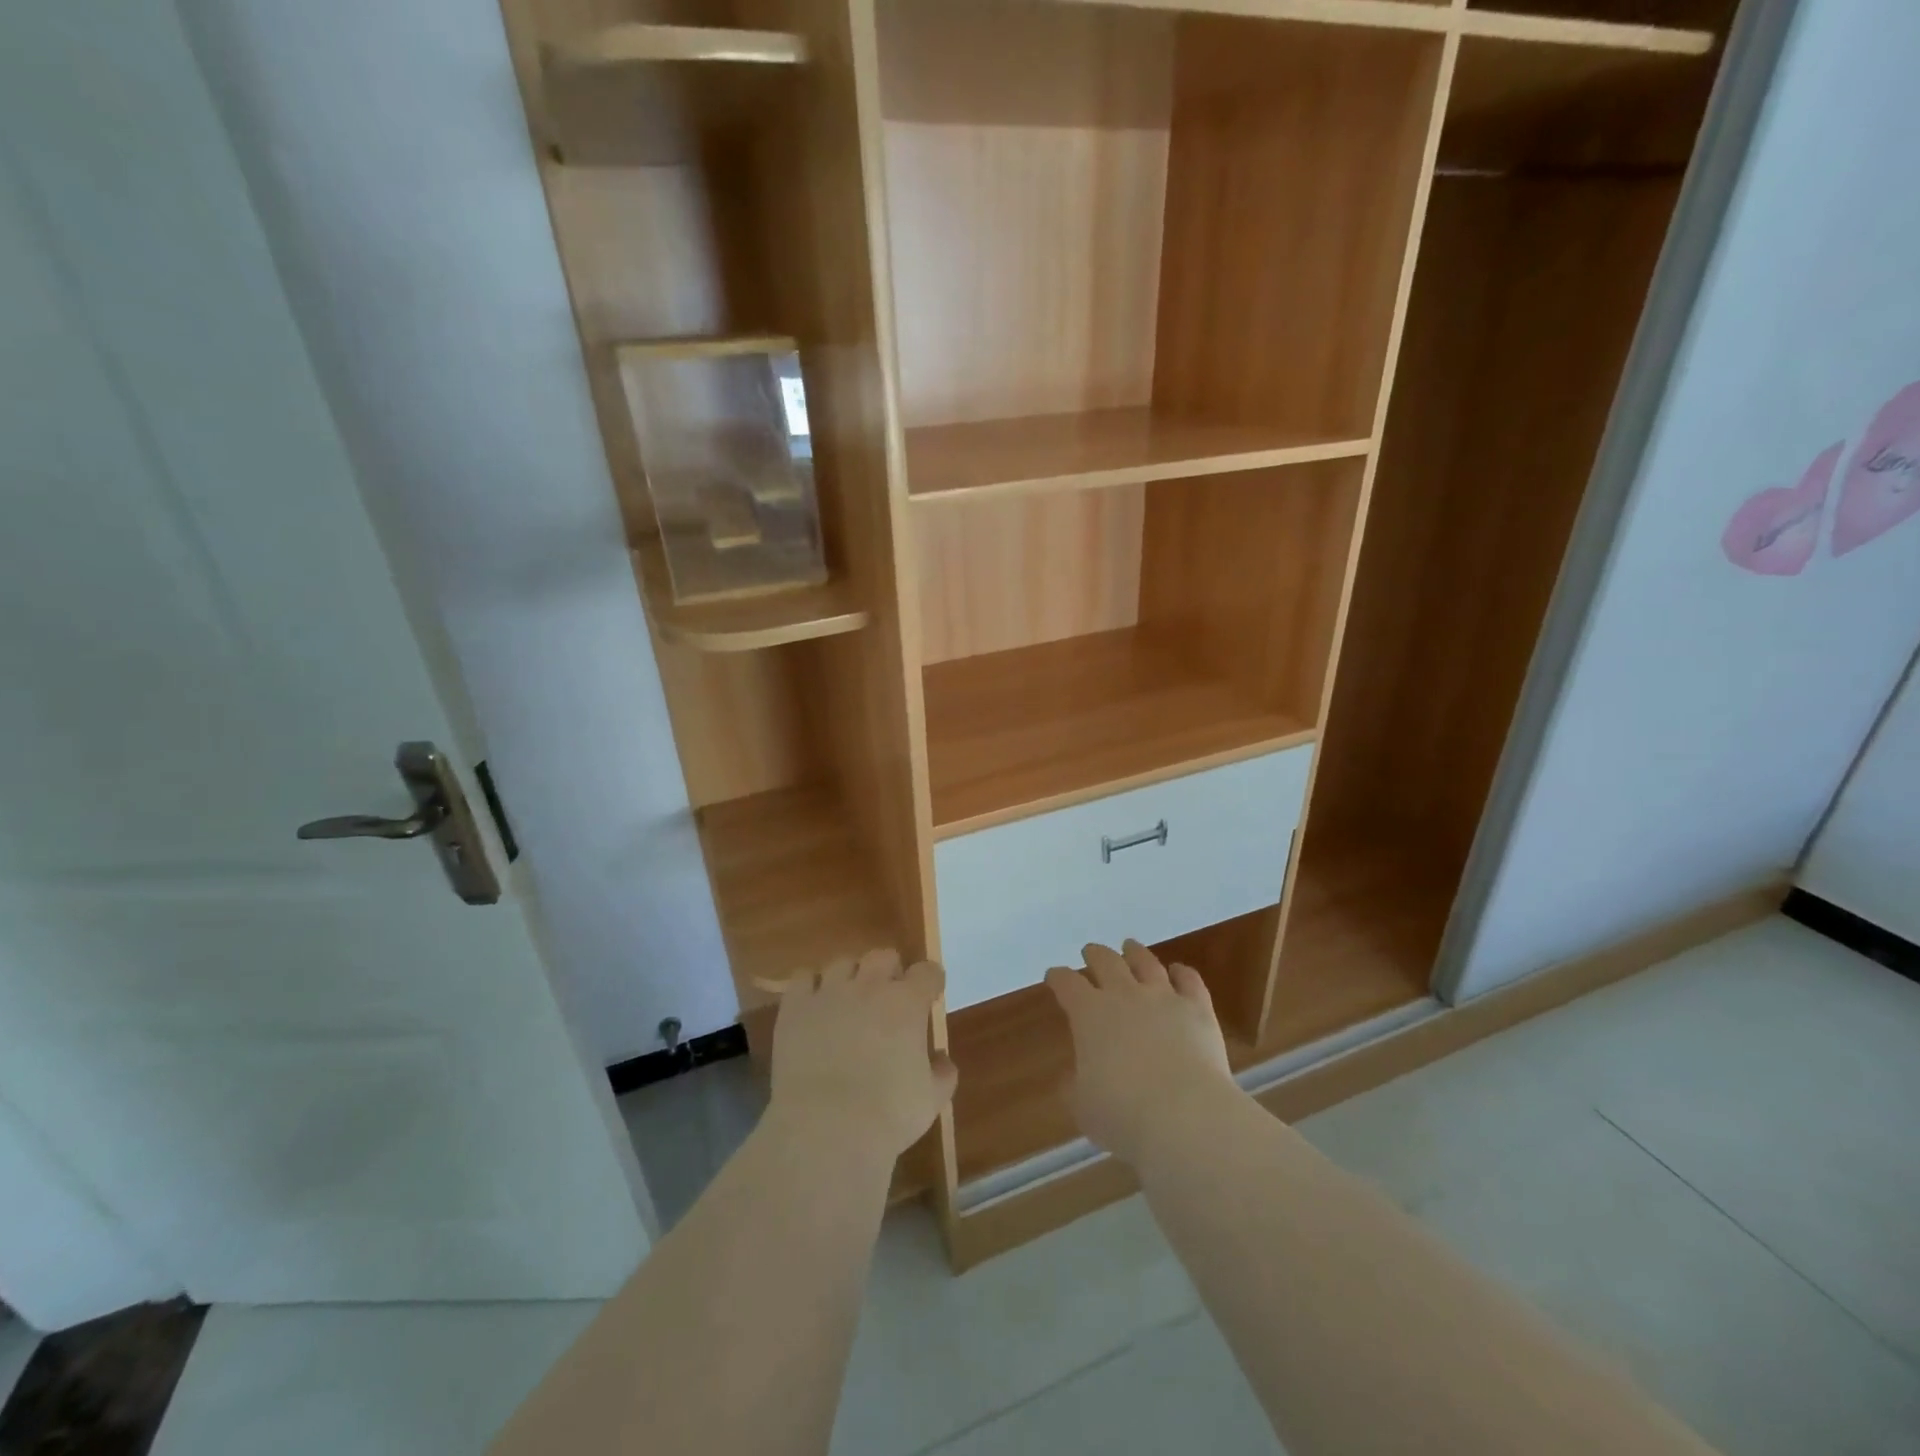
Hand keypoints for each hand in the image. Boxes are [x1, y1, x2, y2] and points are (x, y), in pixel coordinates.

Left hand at [770, 948, 957, 1158]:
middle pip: (883, 956)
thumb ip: (942, 1074)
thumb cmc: (888, 1115)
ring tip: (848, 1000)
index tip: (929, 994)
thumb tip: (941, 1060)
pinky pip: (802, 978)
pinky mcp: (796, 1007)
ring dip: (850, 977)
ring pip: (842, 963)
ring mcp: (830, 992)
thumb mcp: (930, 1100)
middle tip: (887, 998)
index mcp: (907, 1003)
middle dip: (889, 971)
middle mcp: (870, 986)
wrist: (826, 1128)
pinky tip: (814, 1005)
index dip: (930, 981)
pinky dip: (811, 986)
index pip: (927, 972)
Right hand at [1046, 940, 1235, 1166]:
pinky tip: (1179, 971)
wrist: (1185, 1115)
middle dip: (1095, 955)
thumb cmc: (1123, 1114)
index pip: (1067, 984)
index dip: (1058, 977)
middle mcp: (1124, 995)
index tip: (1054, 976)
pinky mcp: (1197, 1009)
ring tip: (1130, 946)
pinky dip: (1182, 973)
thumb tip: (1072, 1077)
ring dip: (1135, 953)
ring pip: (1146, 963)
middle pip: (1106, 962)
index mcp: (1089, 1014)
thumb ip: (1075, 1086)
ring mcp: (1163, 998)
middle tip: (1090, 951)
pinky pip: (1189, 981)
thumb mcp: (1083, 1107)